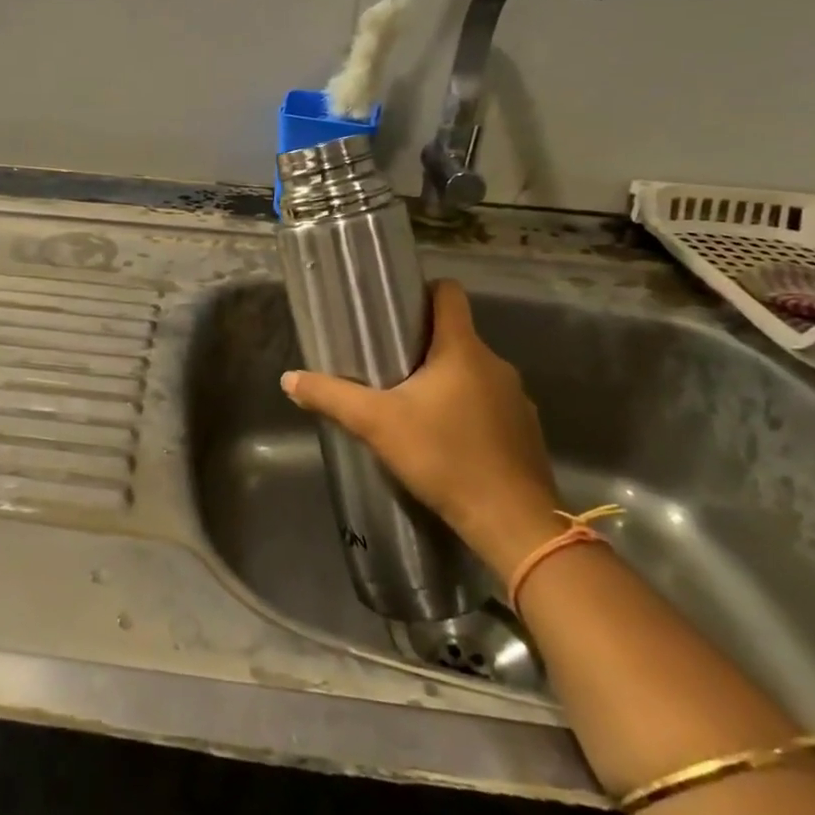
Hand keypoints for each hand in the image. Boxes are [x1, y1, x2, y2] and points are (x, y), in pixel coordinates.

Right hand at [280, 280, 564, 577]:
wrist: (512, 522)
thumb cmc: (443, 457)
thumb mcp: (376, 424)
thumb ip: (331, 397)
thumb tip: (288, 378)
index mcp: (462, 349)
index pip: (449, 294)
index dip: (423, 291)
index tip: (396, 308)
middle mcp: (495, 364)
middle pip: (456, 336)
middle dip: (423, 345)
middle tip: (386, 364)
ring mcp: (517, 398)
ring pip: (472, 372)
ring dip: (445, 381)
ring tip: (411, 405)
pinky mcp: (525, 430)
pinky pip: (489, 404)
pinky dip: (467, 410)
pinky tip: (444, 439)